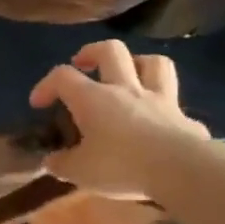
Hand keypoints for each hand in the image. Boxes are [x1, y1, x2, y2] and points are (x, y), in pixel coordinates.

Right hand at [29, 40, 211, 198]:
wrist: (180, 170)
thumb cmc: (120, 165)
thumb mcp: (79, 172)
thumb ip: (62, 164)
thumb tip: (52, 162)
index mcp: (93, 98)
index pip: (62, 76)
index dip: (46, 85)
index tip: (38, 104)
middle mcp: (125, 89)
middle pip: (111, 50)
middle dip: (93, 52)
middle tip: (83, 65)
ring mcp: (160, 100)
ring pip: (153, 63)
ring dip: (137, 64)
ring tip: (128, 75)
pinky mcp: (185, 119)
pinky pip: (176, 106)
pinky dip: (165, 109)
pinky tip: (161, 123)